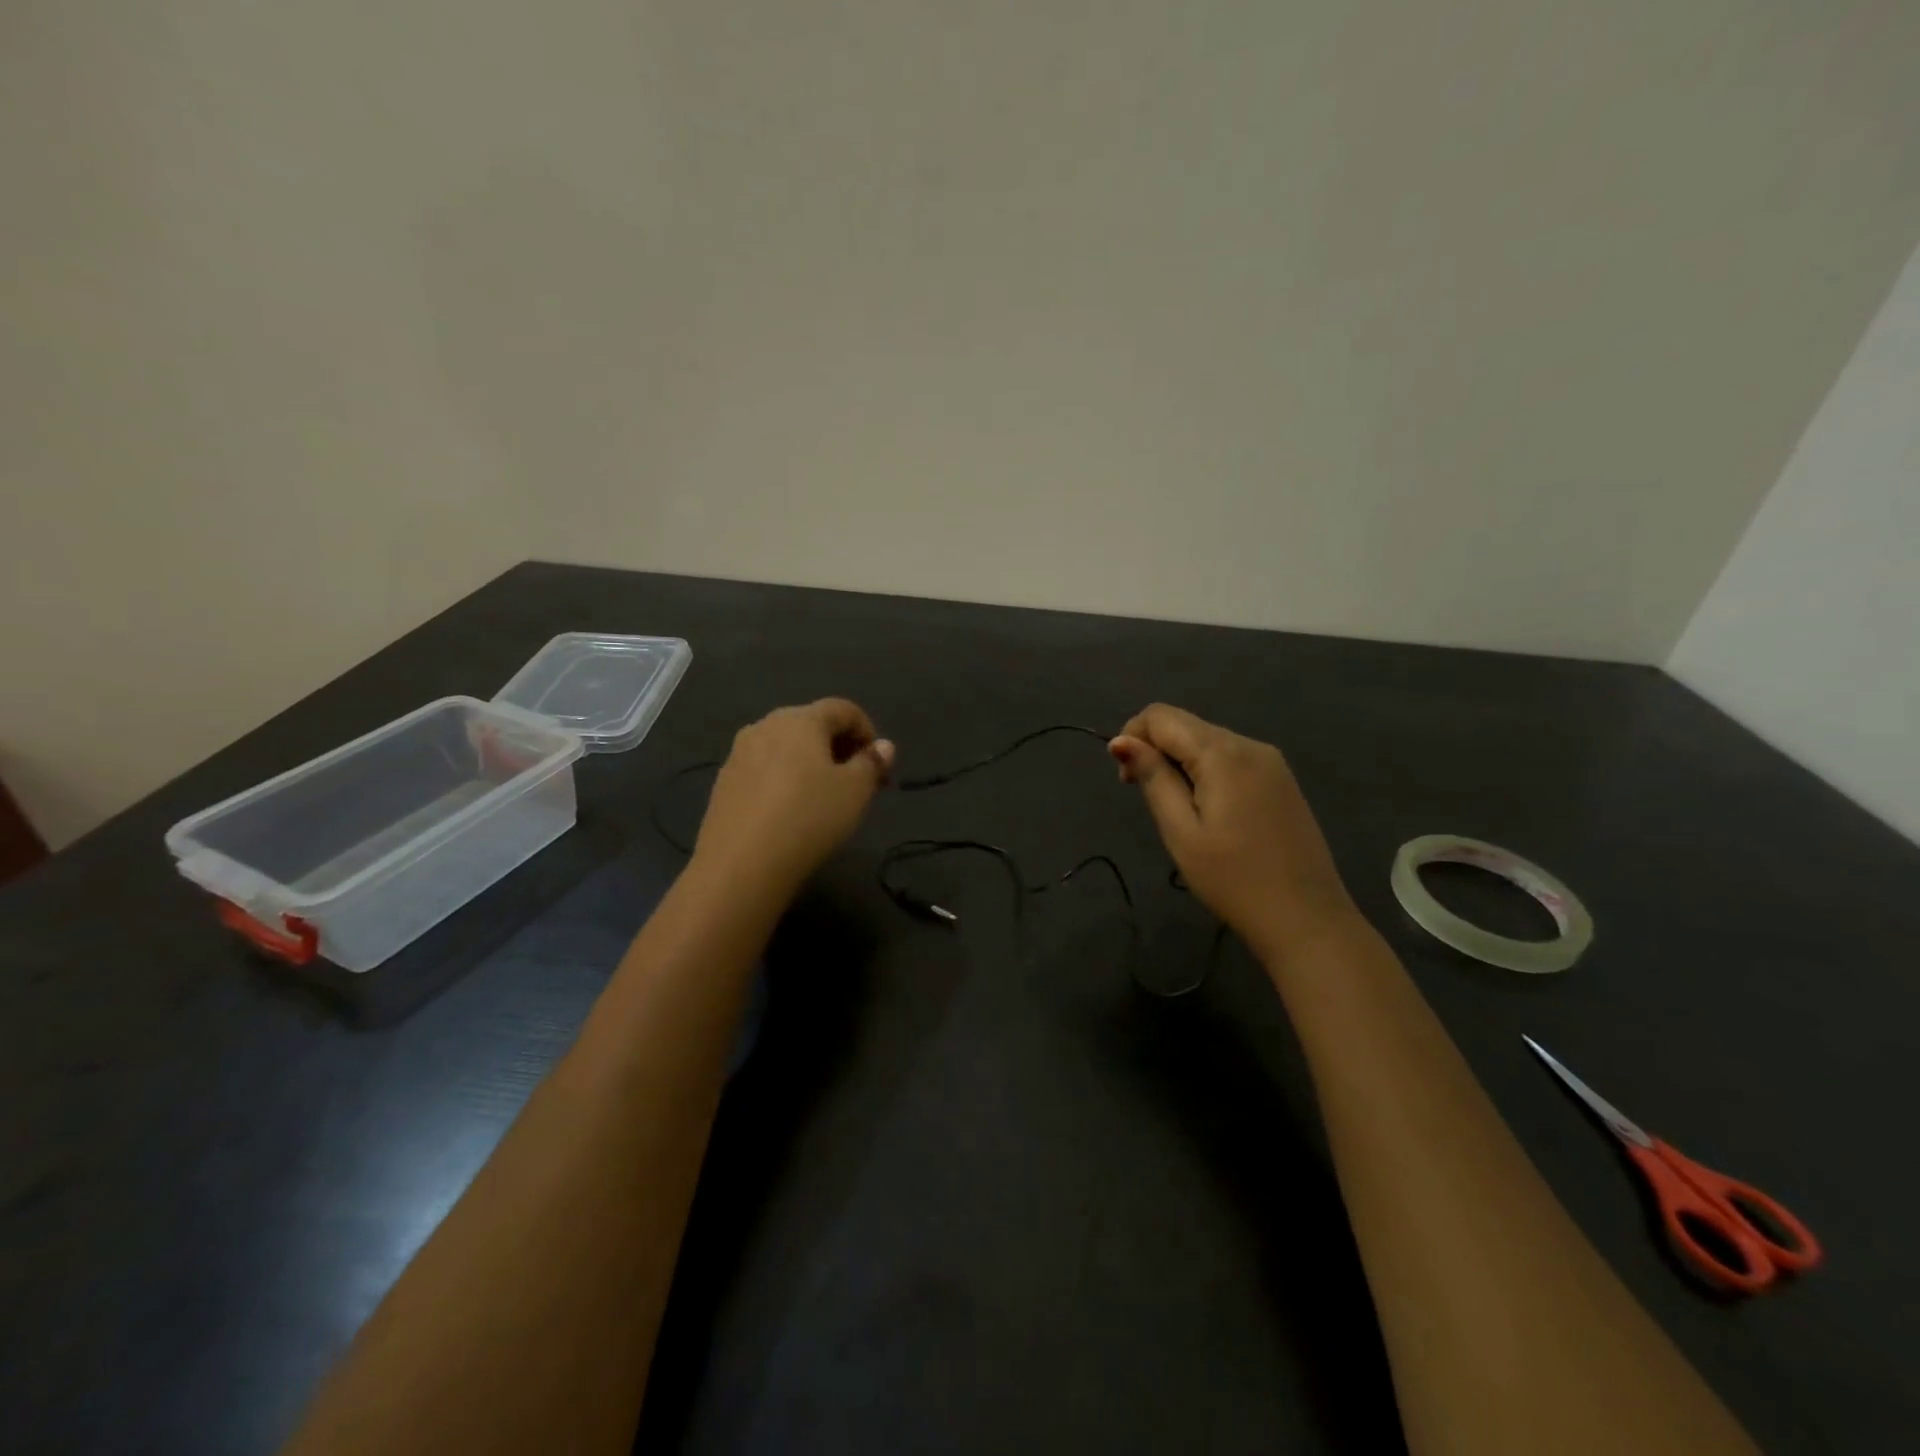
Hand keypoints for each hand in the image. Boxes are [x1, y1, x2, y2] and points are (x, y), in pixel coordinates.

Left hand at [693, 698, 894, 894]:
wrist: (741, 864)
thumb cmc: (809, 818)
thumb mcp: (855, 792)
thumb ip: (872, 763)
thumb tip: (883, 747)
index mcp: (801, 719)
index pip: (843, 709)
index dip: (867, 730)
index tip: (877, 764)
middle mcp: (766, 726)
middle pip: (812, 725)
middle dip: (839, 747)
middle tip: (857, 782)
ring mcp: (739, 754)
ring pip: (786, 747)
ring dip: (811, 763)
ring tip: (824, 797)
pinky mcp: (724, 783)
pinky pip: (764, 769)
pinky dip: (785, 779)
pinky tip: (791, 811)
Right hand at [1110, 704, 1359, 960]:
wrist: (1306, 919)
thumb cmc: (1233, 879)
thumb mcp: (1181, 831)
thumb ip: (1153, 778)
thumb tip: (1120, 740)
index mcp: (1222, 753)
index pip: (1161, 715)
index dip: (1132, 736)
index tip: (1127, 781)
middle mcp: (1249, 744)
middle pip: (1186, 725)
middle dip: (1155, 750)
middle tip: (1148, 800)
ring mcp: (1271, 761)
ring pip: (1208, 741)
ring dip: (1180, 762)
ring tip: (1178, 812)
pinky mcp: (1281, 780)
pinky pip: (1231, 758)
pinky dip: (1207, 772)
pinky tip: (1209, 812)